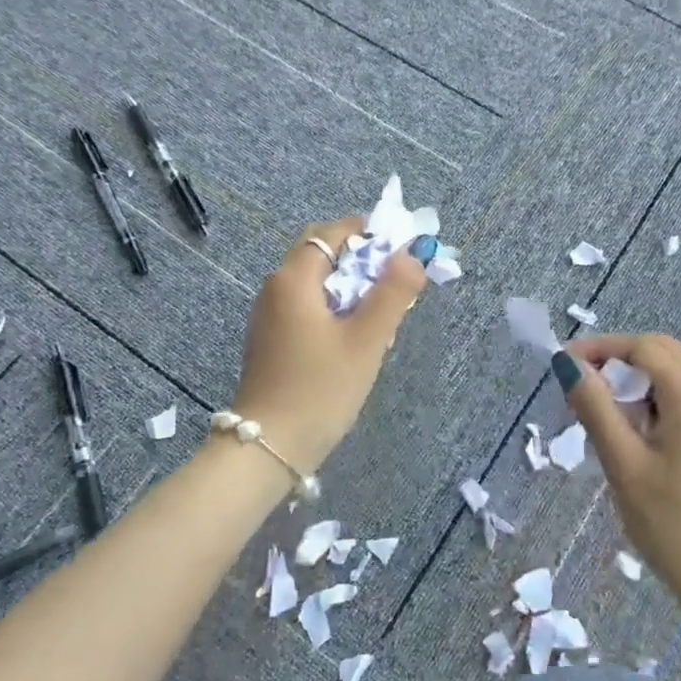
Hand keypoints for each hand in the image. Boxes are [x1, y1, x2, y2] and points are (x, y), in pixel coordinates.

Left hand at [230, 218, 427, 472]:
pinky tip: (353, 335)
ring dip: (348, 284)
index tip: (401, 248)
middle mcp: (276, 287)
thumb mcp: (366, 341)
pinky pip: (305, 305)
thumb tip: (412, 255)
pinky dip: (332, 306)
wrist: (267, 447)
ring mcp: (268, 314)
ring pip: (314, 281)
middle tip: (394, 279)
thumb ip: (393, 293)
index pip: (332, 233)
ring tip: (380, 310)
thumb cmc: (320, 389)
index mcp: (294, 279)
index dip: (368, 233)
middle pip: (320, 253)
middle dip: (359, 258)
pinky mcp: (270, 338)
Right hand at [557, 334, 680, 647]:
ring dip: (629, 383)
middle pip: (660, 355)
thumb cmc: (674, 526)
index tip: (563, 366)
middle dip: (616, 360)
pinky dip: (644, 405)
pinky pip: (674, 406)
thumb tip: (567, 364)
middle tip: (579, 385)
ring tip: (594, 413)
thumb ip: (595, 409)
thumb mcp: (624, 466)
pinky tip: (624, 438)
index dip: (601, 347)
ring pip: (667, 381)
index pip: (644, 347)